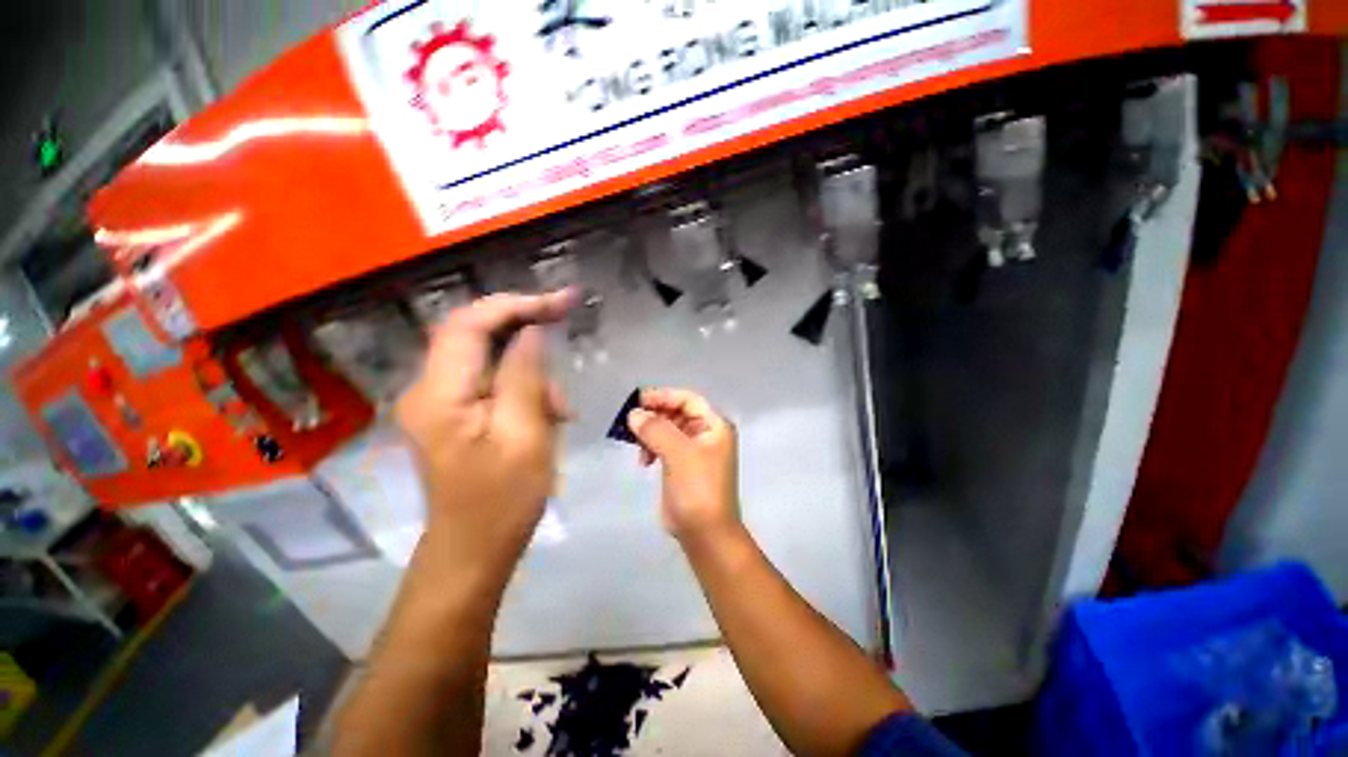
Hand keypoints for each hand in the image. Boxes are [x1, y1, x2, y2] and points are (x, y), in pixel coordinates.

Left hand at [395, 291, 573, 578]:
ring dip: (530, 372)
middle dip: (525, 327)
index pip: (468, 324)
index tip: (560, 302)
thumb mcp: (525, 435)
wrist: (474, 550)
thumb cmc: (503, 500)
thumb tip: (531, 332)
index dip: (515, 304)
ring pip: (489, 359)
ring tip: (561, 411)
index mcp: (440, 395)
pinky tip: (547, 418)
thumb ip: (525, 377)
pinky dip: (524, 390)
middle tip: (565, 320)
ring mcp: (439, 402)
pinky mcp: (455, 415)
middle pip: (475, 334)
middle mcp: (429, 390)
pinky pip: (492, 383)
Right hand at [627, 389, 739, 543]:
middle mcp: (707, 434)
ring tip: (637, 444)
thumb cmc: (697, 488)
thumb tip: (634, 414)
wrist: (704, 533)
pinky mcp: (682, 466)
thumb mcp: (678, 453)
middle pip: (677, 413)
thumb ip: (656, 429)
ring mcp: (695, 451)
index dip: (664, 396)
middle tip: (631, 421)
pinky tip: (643, 460)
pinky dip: (652, 447)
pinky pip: (664, 446)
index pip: (688, 399)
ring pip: (668, 430)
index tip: (638, 400)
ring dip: (651, 432)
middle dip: (655, 415)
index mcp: (714, 426)